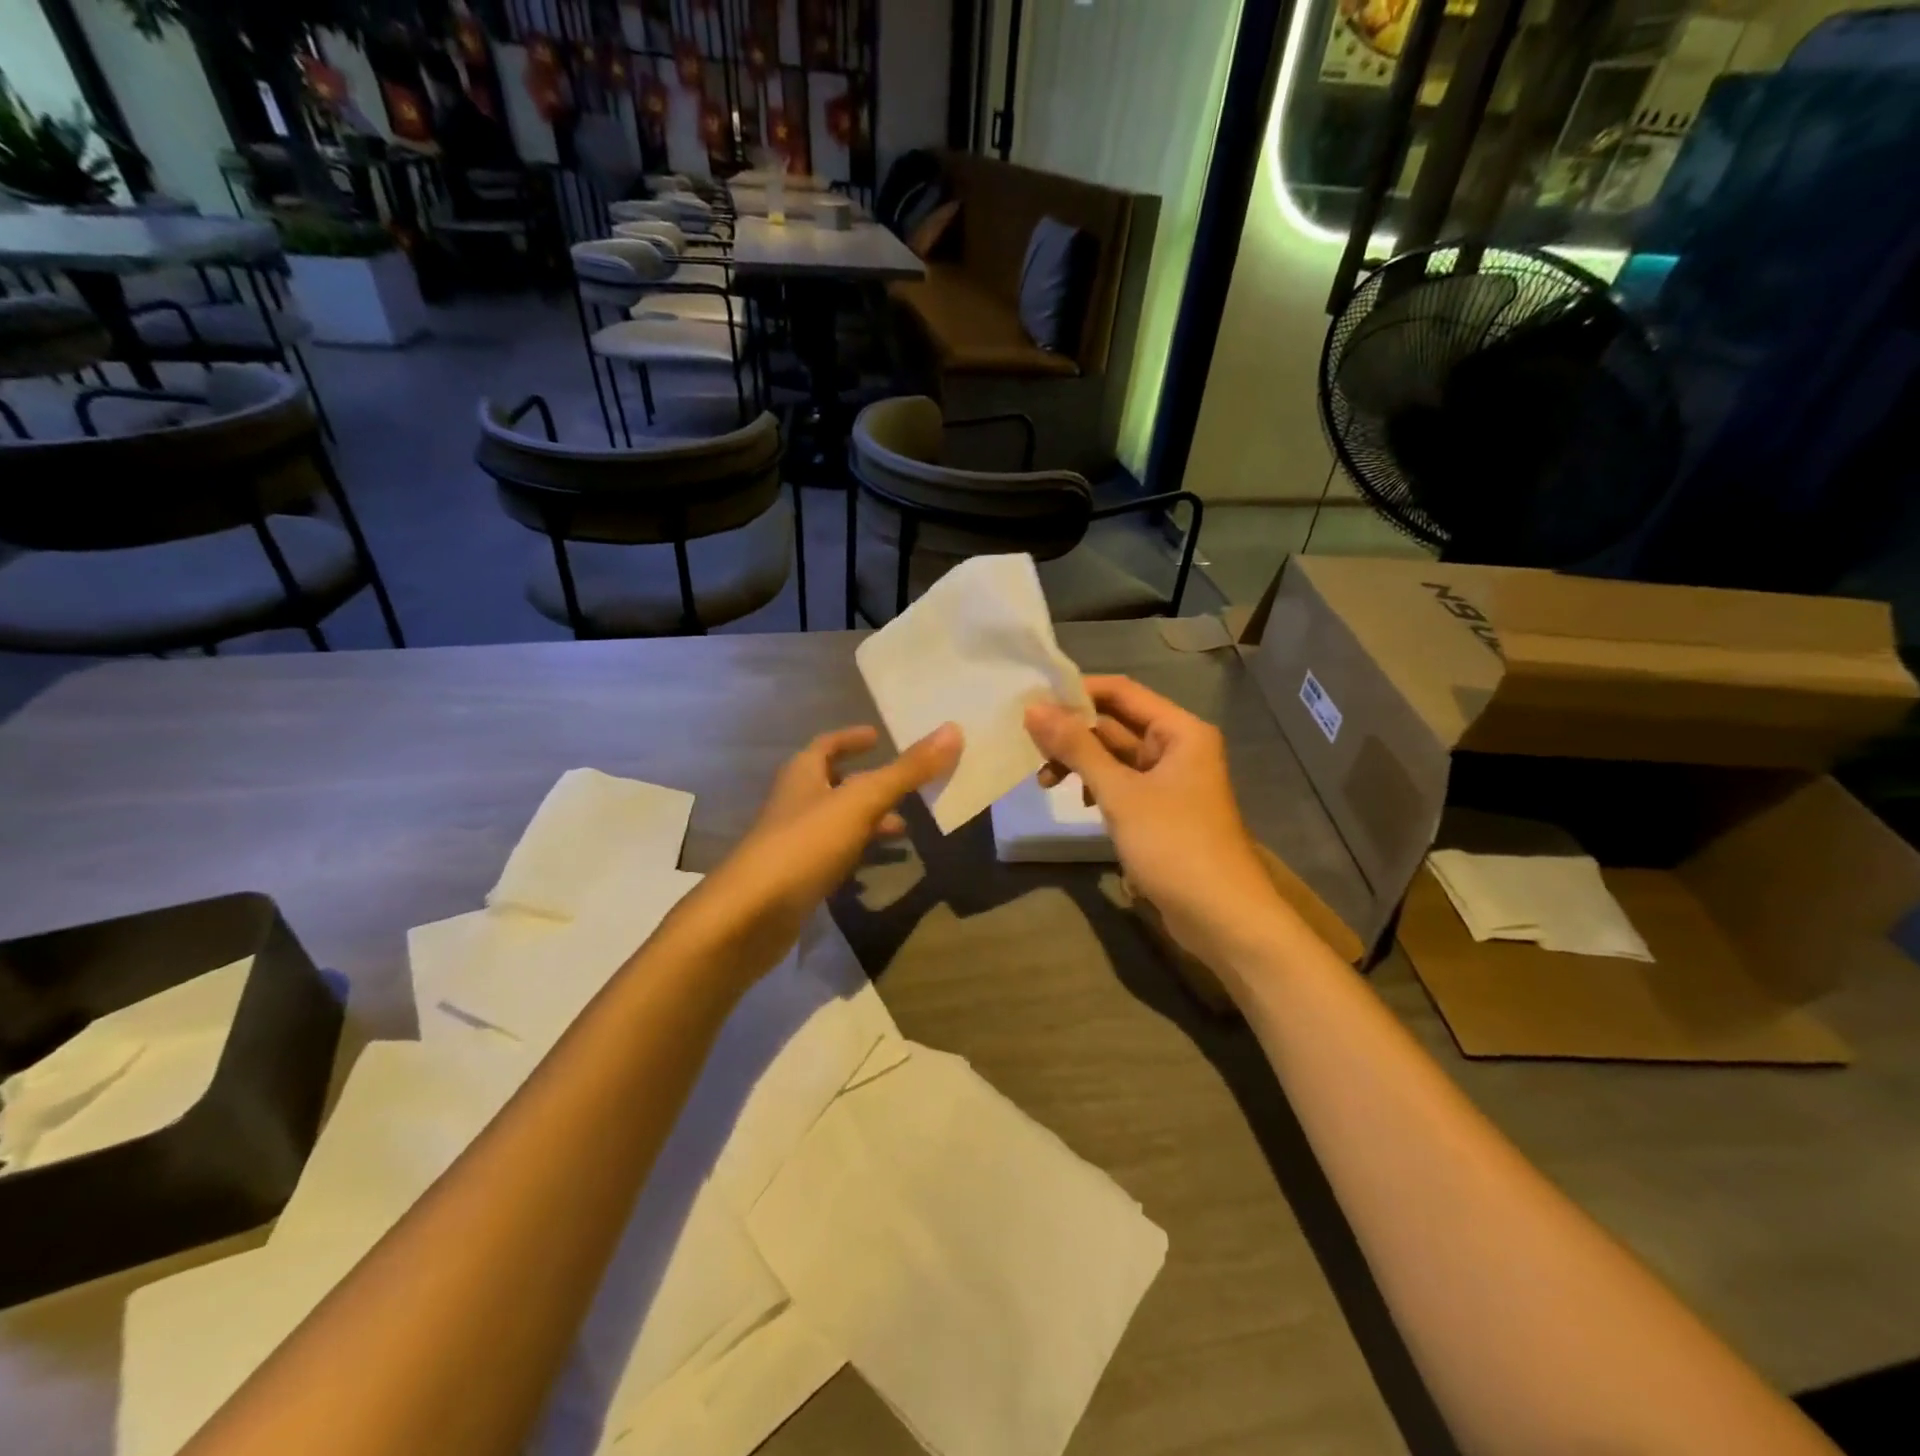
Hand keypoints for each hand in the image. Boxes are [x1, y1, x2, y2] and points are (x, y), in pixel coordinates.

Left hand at [675, 723, 961, 982]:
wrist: (750, 916)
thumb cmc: (805, 845)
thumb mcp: (861, 802)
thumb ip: (906, 771)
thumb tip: (953, 730)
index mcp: (803, 775)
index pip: (827, 745)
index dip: (851, 738)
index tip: (877, 735)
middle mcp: (796, 803)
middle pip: (834, 784)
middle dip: (869, 783)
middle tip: (908, 787)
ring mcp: (794, 842)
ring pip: (838, 822)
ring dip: (869, 821)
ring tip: (907, 829)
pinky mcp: (798, 878)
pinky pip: (835, 856)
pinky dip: (859, 854)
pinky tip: (880, 866)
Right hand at [1026, 677, 1282, 968]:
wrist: (1222, 918)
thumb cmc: (1174, 845)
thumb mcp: (1120, 793)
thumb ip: (1077, 748)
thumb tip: (1034, 709)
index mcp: (1179, 730)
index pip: (1121, 691)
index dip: (1077, 692)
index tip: (1032, 702)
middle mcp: (1177, 746)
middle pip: (1116, 723)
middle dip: (1072, 733)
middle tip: (1029, 747)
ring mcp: (1170, 780)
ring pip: (1115, 756)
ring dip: (1080, 762)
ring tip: (1043, 780)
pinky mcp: (1162, 810)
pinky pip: (1122, 783)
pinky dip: (1096, 786)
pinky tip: (1077, 800)